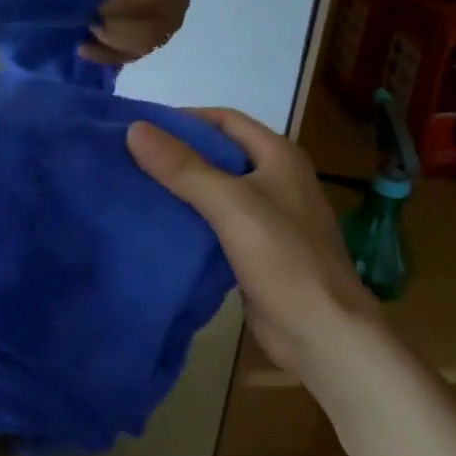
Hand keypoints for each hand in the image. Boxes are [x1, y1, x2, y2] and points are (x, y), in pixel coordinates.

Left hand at [76, 0, 188, 64]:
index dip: (130, 6)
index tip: (101, 8)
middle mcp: (177, 8)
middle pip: (151, 29)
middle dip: (116, 29)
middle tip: (90, 22)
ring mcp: (168, 29)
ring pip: (141, 46)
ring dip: (110, 43)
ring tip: (86, 34)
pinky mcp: (155, 43)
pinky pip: (133, 55)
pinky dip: (108, 55)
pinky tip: (84, 49)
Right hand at [126, 108, 371, 375]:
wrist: (325, 337)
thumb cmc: (284, 259)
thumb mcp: (230, 204)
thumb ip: (183, 166)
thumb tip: (135, 128)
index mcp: (278, 156)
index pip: (224, 119)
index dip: (184, 118)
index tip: (142, 126)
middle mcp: (276, 178)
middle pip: (219, 153)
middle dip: (177, 153)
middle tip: (131, 156)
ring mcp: (269, 216)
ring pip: (216, 189)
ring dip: (181, 186)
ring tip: (136, 186)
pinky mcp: (258, 250)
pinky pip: (217, 222)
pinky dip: (190, 217)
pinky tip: (160, 223)